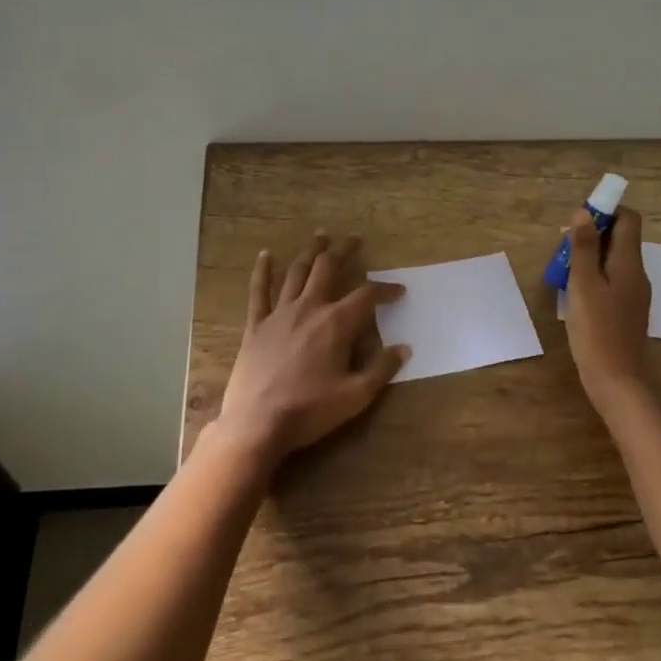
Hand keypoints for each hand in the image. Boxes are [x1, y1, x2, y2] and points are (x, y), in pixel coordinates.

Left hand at [213, 232, 408, 464]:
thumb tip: (404, 348)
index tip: (398, 291)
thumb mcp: (356, 396)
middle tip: (354, 240)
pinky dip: (263, 271)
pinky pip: (259, 291)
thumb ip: (381, 369)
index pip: (367, 296)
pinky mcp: (256, 325)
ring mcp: (279, 314)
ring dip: (311, 252)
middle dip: (344, 251)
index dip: (385, 290)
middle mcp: (309, 308)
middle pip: (328, 269)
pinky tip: (266, 255)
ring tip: (320, 237)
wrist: (257, 423)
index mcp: (336, 323)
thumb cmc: (310, 410)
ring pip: (297, 272)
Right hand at [565, 205, 650, 399]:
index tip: (578, 221)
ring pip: (614, 259)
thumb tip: (584, 212)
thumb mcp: (583, 284)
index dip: (606, 211)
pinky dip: (595, 274)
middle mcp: (637, 273)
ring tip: (564, 267)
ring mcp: (634, 293)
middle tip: (563, 246)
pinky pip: (612, 278)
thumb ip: (584, 247)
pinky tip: (575, 290)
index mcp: (629, 263)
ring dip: (591, 254)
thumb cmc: (596, 330)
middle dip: (593, 233)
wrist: (615, 380)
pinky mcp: (626, 309)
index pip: (629, 219)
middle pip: (621, 238)